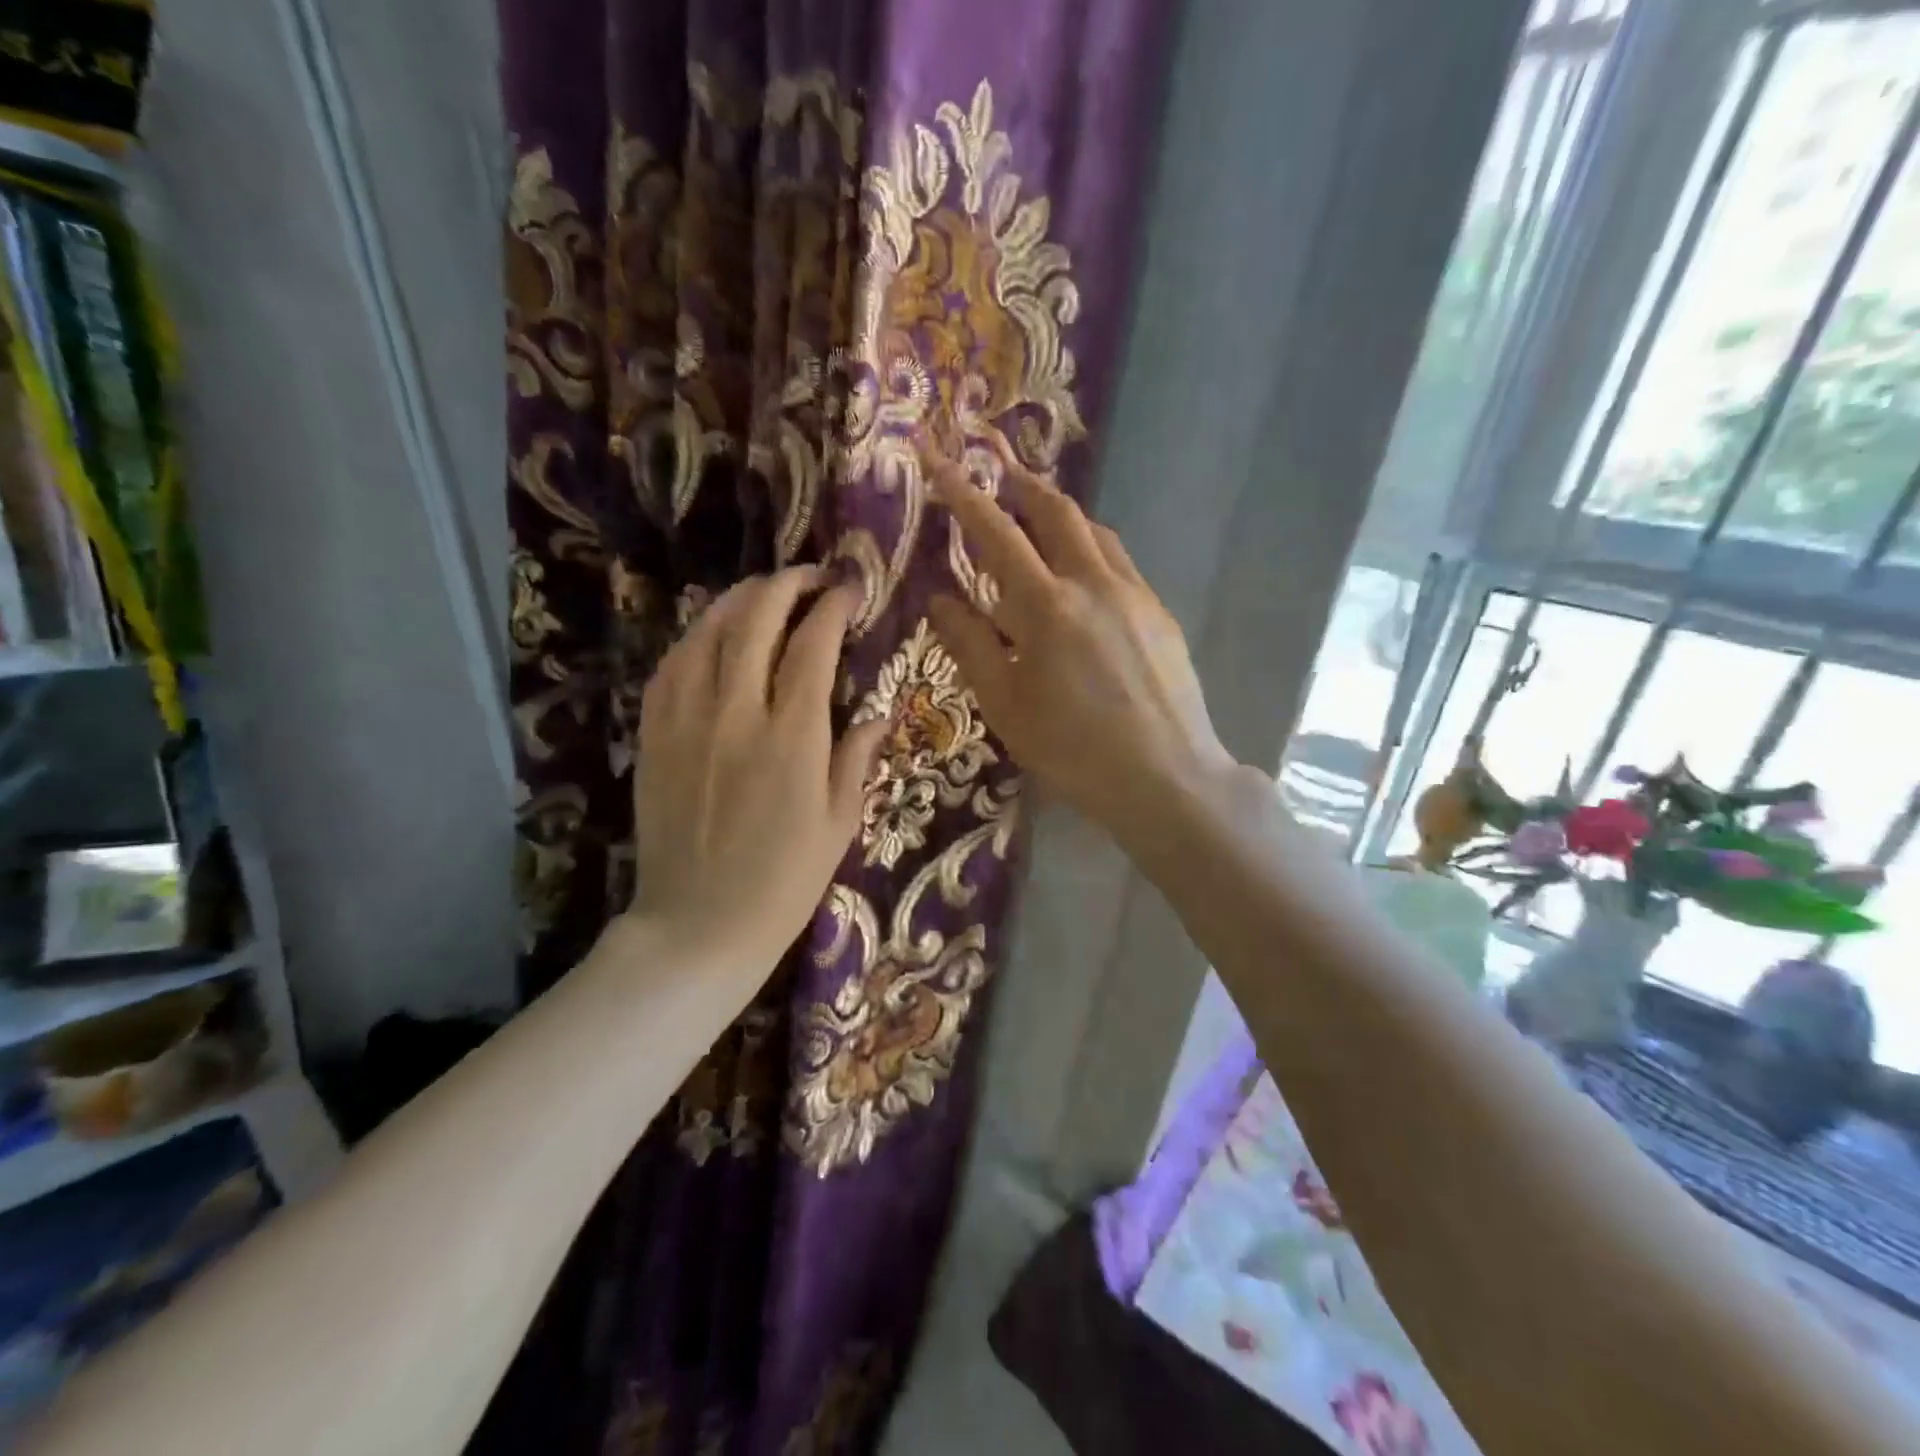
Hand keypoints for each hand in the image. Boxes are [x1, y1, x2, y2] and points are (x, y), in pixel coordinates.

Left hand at [626, 566, 888, 972]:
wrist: (699, 925)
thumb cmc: (785, 881)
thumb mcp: (840, 823)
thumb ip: (857, 757)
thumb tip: (877, 712)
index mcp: (792, 737)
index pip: (813, 644)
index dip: (833, 606)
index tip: (850, 590)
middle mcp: (736, 714)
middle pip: (755, 619)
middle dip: (786, 584)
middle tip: (810, 578)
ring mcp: (686, 721)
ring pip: (707, 631)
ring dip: (739, 599)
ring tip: (764, 592)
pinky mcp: (654, 735)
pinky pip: (671, 665)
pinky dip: (697, 636)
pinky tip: (713, 633)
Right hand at [925, 432, 1236, 846]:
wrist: (1166, 777)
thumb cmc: (1072, 749)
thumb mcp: (1005, 705)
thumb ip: (970, 645)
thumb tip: (940, 598)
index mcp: (1046, 606)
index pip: (997, 532)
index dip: (963, 493)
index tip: (941, 459)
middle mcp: (1093, 583)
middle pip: (1057, 512)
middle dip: (1024, 486)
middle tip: (1001, 477)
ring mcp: (1135, 595)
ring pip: (1095, 533)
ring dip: (1062, 516)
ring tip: (1040, 521)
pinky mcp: (1160, 614)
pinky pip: (1121, 563)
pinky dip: (1093, 551)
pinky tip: (1085, 579)